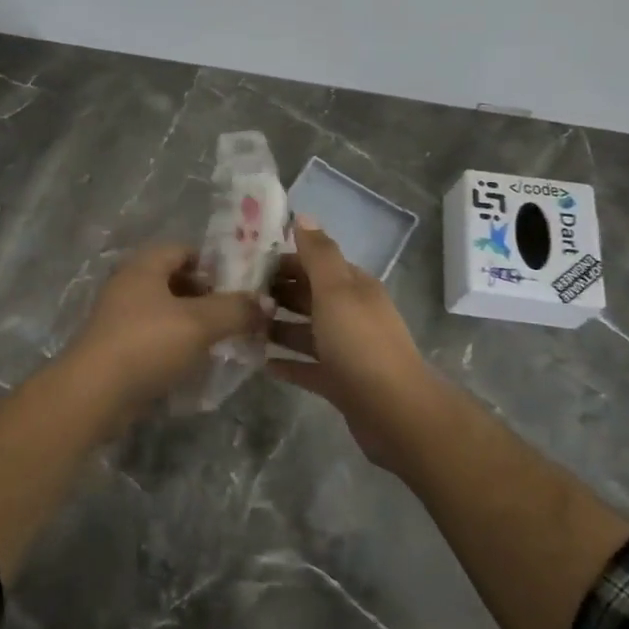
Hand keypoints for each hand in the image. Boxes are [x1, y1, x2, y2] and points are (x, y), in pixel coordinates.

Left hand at [66, 243, 266, 410]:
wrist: (94, 394)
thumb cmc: (147, 344)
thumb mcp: (200, 323)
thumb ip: (236, 310)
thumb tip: (266, 302)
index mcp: (144, 266)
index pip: (185, 250)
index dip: (215, 264)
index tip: (242, 285)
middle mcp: (129, 285)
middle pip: (176, 281)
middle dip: (208, 297)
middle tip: (237, 315)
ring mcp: (120, 318)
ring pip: (166, 313)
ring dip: (194, 324)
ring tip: (223, 341)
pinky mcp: (118, 349)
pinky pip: (155, 339)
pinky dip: (177, 346)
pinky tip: (197, 363)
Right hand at [266, 219, 440, 472]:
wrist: (394, 411)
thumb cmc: (360, 343)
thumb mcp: (336, 290)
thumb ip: (318, 254)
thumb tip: (303, 216)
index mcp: (353, 287)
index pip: (314, 264)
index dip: (283, 261)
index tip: (244, 264)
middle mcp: (351, 313)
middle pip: (308, 296)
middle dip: (276, 293)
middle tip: (235, 296)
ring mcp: (346, 349)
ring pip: (306, 331)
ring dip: (277, 327)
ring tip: (241, 327)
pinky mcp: (340, 382)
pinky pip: (307, 367)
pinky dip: (287, 363)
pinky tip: (260, 363)